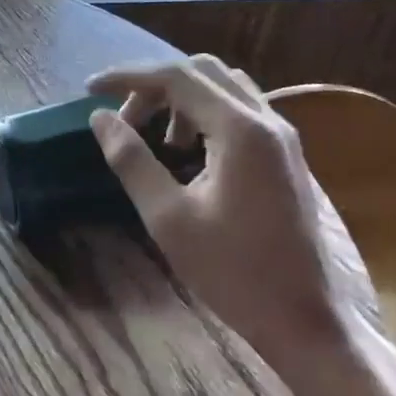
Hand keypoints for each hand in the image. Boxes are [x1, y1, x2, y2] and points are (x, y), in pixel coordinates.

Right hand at [86, 56, 357, 369]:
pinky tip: (188, 154)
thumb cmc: (233, 273)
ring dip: (182, 99)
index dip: (128, 76)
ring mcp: (283, 138)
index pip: (176, 77)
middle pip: (202, 72)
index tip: (89, 89)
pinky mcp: (286, 156)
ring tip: (156, 141)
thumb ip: (131, 160)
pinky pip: (240, 111)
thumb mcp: (168, 218)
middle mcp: (267, 121)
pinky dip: (205, 114)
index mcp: (241, 131)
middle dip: (155, 86)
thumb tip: (100, 118)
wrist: (306, 323)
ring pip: (224, 87)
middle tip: (125, 120)